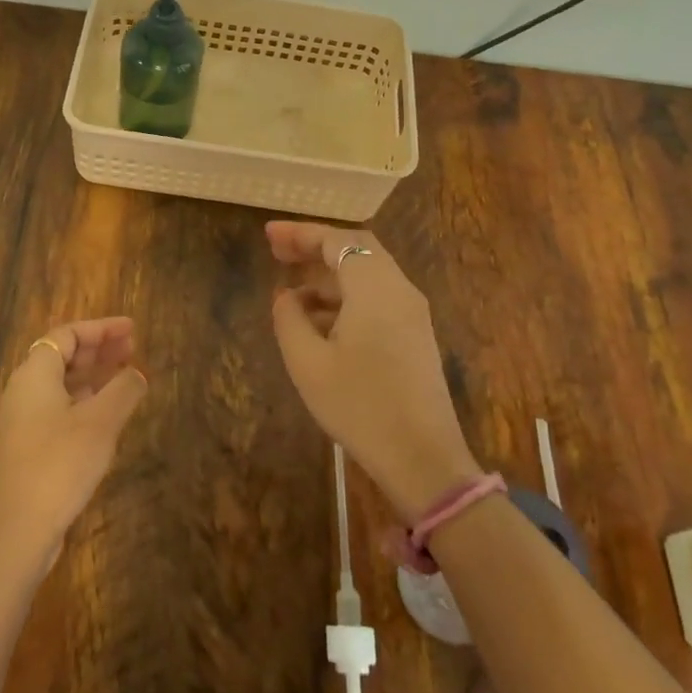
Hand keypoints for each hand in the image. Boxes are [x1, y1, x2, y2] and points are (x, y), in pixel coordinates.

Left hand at [0, 316, 147, 561]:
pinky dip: (82, 400)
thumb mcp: (101, 422)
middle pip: (61, 356)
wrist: (19, 529)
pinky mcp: (25, 446)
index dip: (101, 328)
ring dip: (92, 375)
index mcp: (34, 374)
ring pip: (60, 383)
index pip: (67, 334)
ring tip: (125, 376)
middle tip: (133, 349)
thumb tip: (136, 373)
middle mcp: (22, 391)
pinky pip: (56, 407)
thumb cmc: (60, 463)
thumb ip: (123, 390)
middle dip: (98, 349)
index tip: (132, 329)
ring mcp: (20, 420)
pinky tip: (105, 413)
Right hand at [267, 222, 481, 517]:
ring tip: (290, 293)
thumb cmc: (360, 406)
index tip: (268, 234)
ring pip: (367, 275)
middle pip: (357, 250)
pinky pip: (377, 299)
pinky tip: (319, 323)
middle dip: (315, 248)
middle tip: (278, 253)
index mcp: (375, 287)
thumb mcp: (308, 363)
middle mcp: (399, 289)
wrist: (423, 459)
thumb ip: (289, 319)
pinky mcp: (416, 336)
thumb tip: (286, 296)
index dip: (300, 233)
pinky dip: (345, 298)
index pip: (337, 240)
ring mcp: (412, 313)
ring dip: (329, 276)